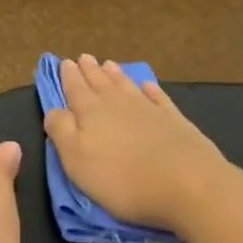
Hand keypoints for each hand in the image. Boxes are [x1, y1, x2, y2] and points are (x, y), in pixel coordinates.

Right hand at [43, 55, 227, 230]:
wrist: (188, 185)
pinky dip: (151, 90)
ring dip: (116, 75)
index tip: (65, 62)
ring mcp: (149, 110)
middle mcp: (118, 104)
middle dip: (90, 71)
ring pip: (127, 86)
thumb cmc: (122, 178)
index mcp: (91, 112)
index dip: (69, 76)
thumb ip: (61, 131)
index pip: (75, 89)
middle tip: (84, 57)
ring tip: (109, 64)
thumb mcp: (76, 160)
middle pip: (101, 83)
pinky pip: (159, 98)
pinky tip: (148, 86)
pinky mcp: (175, 121)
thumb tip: (54, 110)